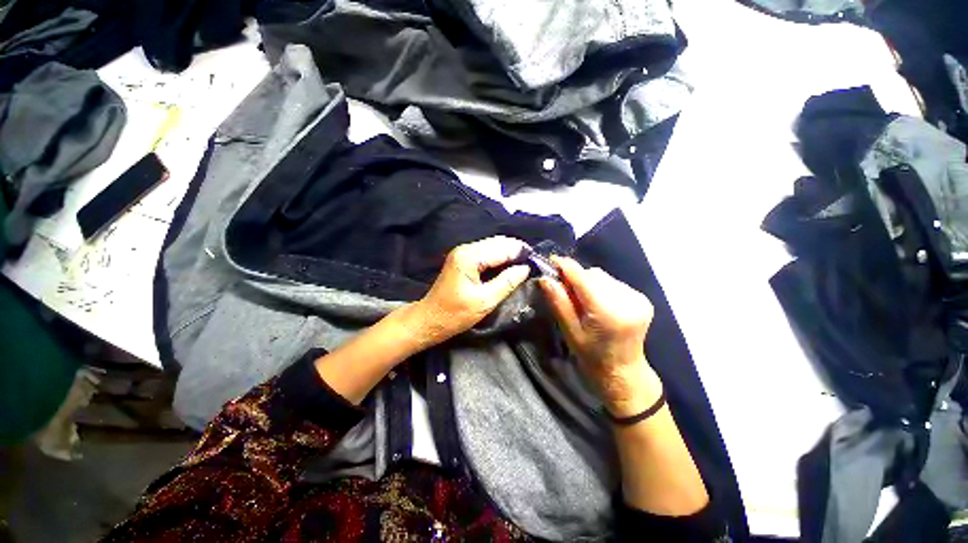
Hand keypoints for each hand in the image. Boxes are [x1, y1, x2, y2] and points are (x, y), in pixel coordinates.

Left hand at [408, 236, 530, 348]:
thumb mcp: (485, 301)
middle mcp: (466, 249)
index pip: (502, 248)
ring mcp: (463, 252)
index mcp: (470, 257)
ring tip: (524, 265)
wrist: (430, 319)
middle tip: (533, 264)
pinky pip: (486, 253)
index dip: (521, 253)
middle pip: (498, 242)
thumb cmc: (455, 314)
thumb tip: (525, 268)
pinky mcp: (463, 259)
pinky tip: (508, 267)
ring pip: (493, 246)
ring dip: (508, 254)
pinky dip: (499, 258)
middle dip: (516, 251)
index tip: (538, 261)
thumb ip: (506, 282)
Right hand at [539, 256, 660, 416]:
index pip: (583, 278)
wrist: (624, 372)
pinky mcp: (642, 298)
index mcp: (609, 312)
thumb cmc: (592, 357)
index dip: (565, 266)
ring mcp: (638, 298)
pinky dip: (601, 288)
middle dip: (576, 278)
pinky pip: (613, 282)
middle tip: (565, 291)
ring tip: (583, 301)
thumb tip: (544, 278)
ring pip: (603, 276)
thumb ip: (559, 302)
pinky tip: (598, 303)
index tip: (550, 261)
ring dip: (588, 283)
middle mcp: (627, 300)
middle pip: (593, 274)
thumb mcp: (570, 332)